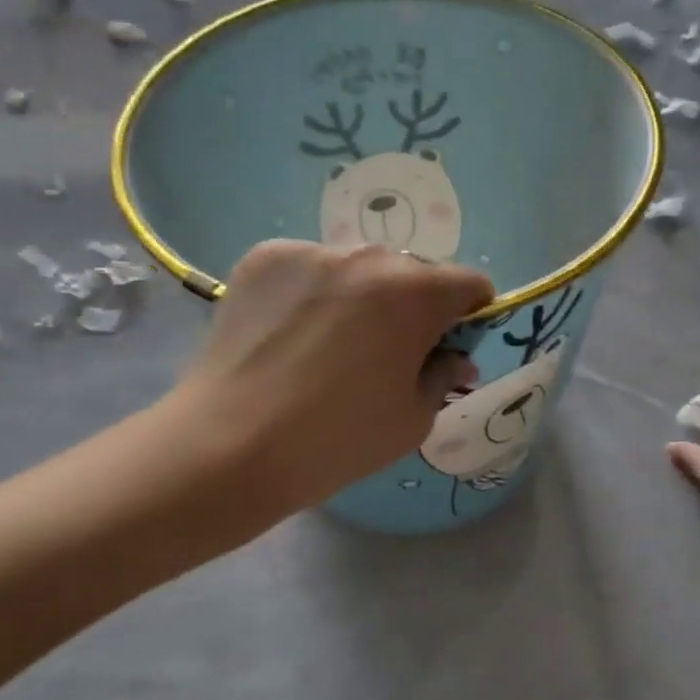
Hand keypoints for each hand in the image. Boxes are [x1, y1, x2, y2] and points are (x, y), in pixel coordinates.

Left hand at [162, 240, 492, 518]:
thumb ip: (444, 375)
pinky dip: (314, 292)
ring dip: (363, 296)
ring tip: (332, 344)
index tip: (451, 346)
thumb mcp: (413, 418)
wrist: (228, 447)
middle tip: (390, 353)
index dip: (471, 315)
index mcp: (416, 293)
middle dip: (415, 306)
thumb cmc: (337, 440)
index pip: (469, 284)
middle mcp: (369, 257)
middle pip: (412, 273)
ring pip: (359, 267)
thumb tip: (454, 358)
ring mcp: (312, 252)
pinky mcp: (264, 258)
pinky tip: (292, 334)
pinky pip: (310, 267)